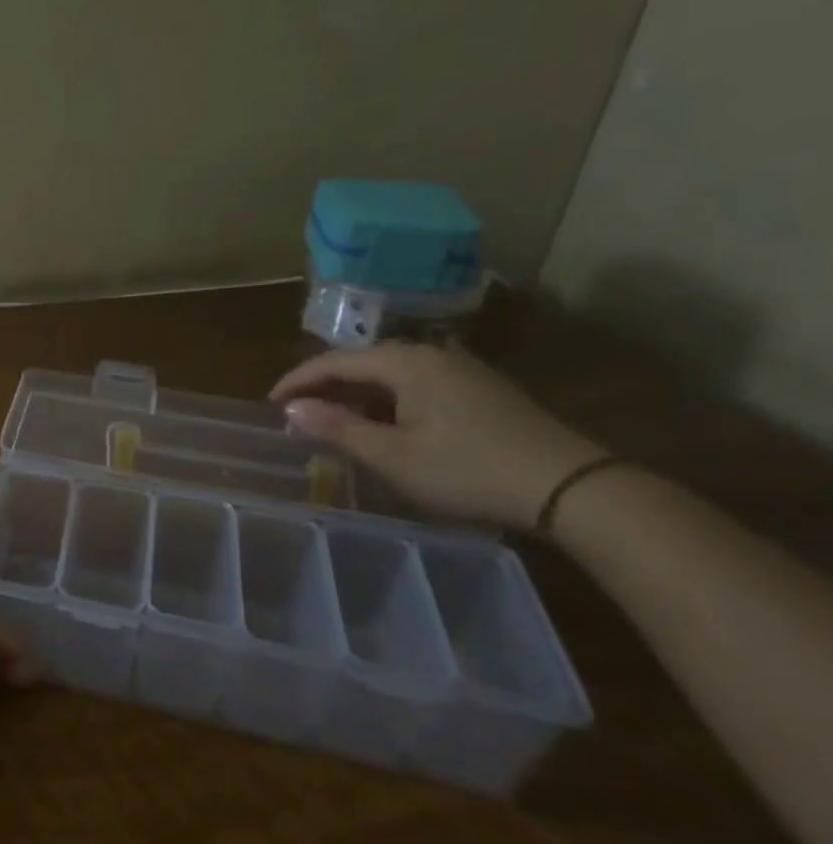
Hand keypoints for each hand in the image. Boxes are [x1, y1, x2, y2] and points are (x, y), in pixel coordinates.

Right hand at [270, 342, 606, 529]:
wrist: (573, 488)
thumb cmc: (468, 470)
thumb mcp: (392, 455)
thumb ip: (337, 428)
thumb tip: (292, 409)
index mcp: (404, 362)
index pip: (333, 362)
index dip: (297, 382)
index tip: (270, 404)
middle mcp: (431, 354)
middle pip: (362, 363)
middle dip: (325, 387)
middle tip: (298, 414)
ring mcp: (461, 371)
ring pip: (390, 375)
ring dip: (356, 396)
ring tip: (335, 423)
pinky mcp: (482, 391)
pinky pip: (416, 386)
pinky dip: (387, 401)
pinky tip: (385, 426)